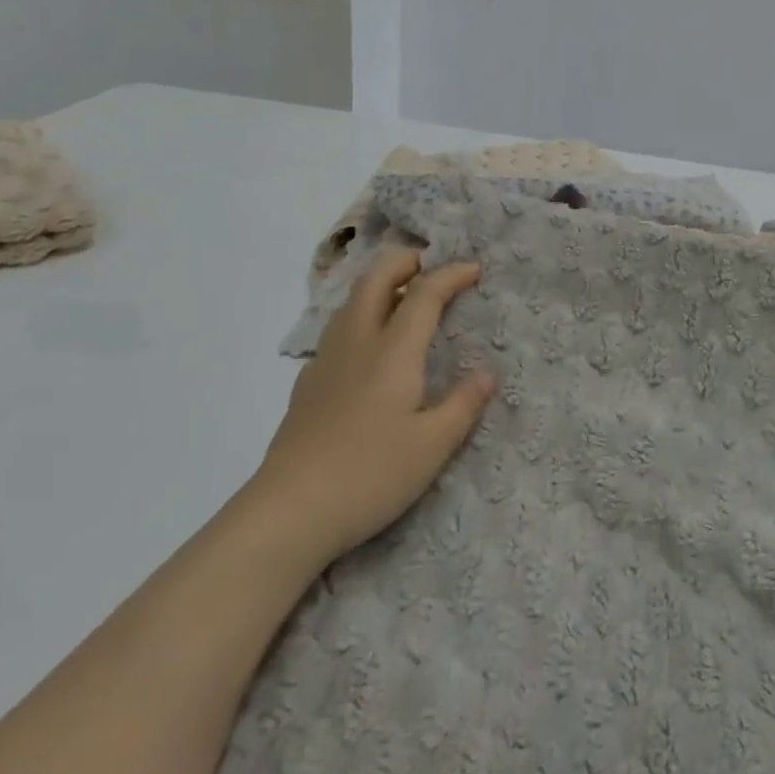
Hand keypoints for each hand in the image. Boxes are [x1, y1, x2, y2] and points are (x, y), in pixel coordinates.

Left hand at [253, 248, 494, 566]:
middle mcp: (357, 342)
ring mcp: (326, 361)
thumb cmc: (369, 475)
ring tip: (405, 298)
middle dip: (406, 261)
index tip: (474, 269)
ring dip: (381, 284)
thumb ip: (463, 405)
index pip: (424, 293)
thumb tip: (487, 374)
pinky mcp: (307, 384)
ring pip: (351, 301)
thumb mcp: (432, 446)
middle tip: (433, 266)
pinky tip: (370, 348)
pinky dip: (362, 315)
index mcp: (393, 351)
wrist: (288, 512)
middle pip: (377, 278)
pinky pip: (338, 329)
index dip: (451, 274)